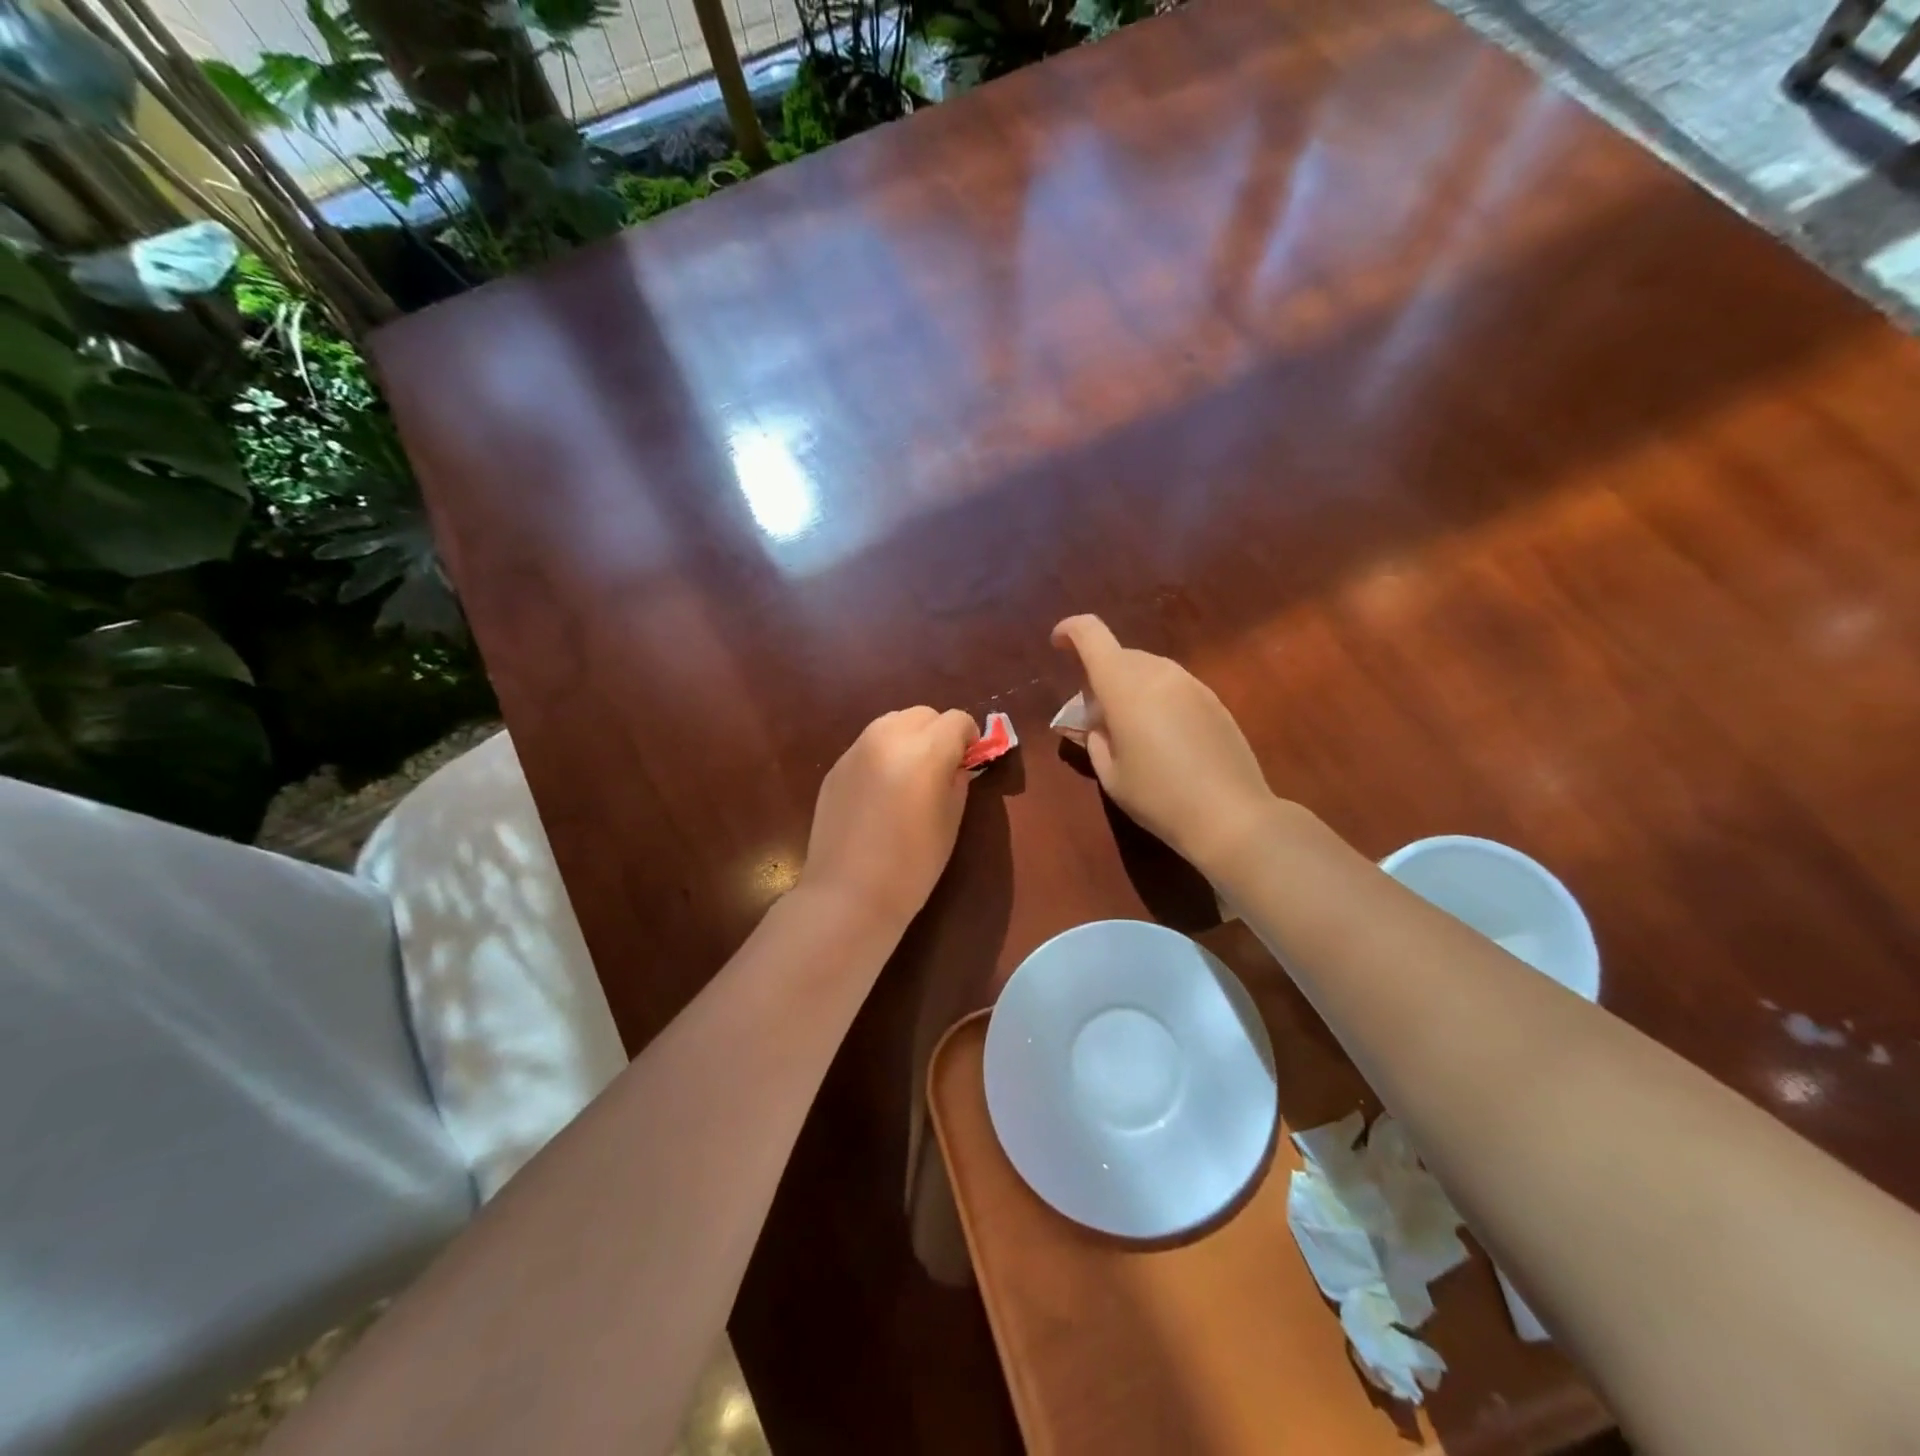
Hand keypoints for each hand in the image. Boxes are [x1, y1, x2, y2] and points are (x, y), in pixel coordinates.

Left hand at [801, 707, 978, 928]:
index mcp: (925, 749)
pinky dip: (882, 756)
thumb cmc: (912, 864)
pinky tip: (880, 794)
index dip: (968, 739)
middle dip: (938, 733)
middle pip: (923, 714)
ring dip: (909, 739)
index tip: (968, 762)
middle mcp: (888, 737)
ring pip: (892, 723)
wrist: (849, 894)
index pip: (957, 720)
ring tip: (909, 778)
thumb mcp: (951, 821)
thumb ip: (957, 781)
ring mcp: (856, 749)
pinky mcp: (836, 767)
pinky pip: (868, 746)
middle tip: (940, 769)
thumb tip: (956, 764)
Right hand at [1052, 614, 1277, 873]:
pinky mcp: (1214, 700)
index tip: (1058, 645)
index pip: (1091, 635)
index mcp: (1124, 686)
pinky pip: (1173, 685)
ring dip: (1130, 685)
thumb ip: (1096, 738)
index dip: (1070, 631)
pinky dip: (1156, 696)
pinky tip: (1162, 736)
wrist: (1232, 815)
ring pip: (1148, 668)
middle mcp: (1159, 673)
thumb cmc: (1159, 798)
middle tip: (1095, 714)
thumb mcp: (1111, 775)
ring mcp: (1191, 684)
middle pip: (1120, 654)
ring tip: (1129, 727)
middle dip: (1099, 673)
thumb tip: (1100, 722)